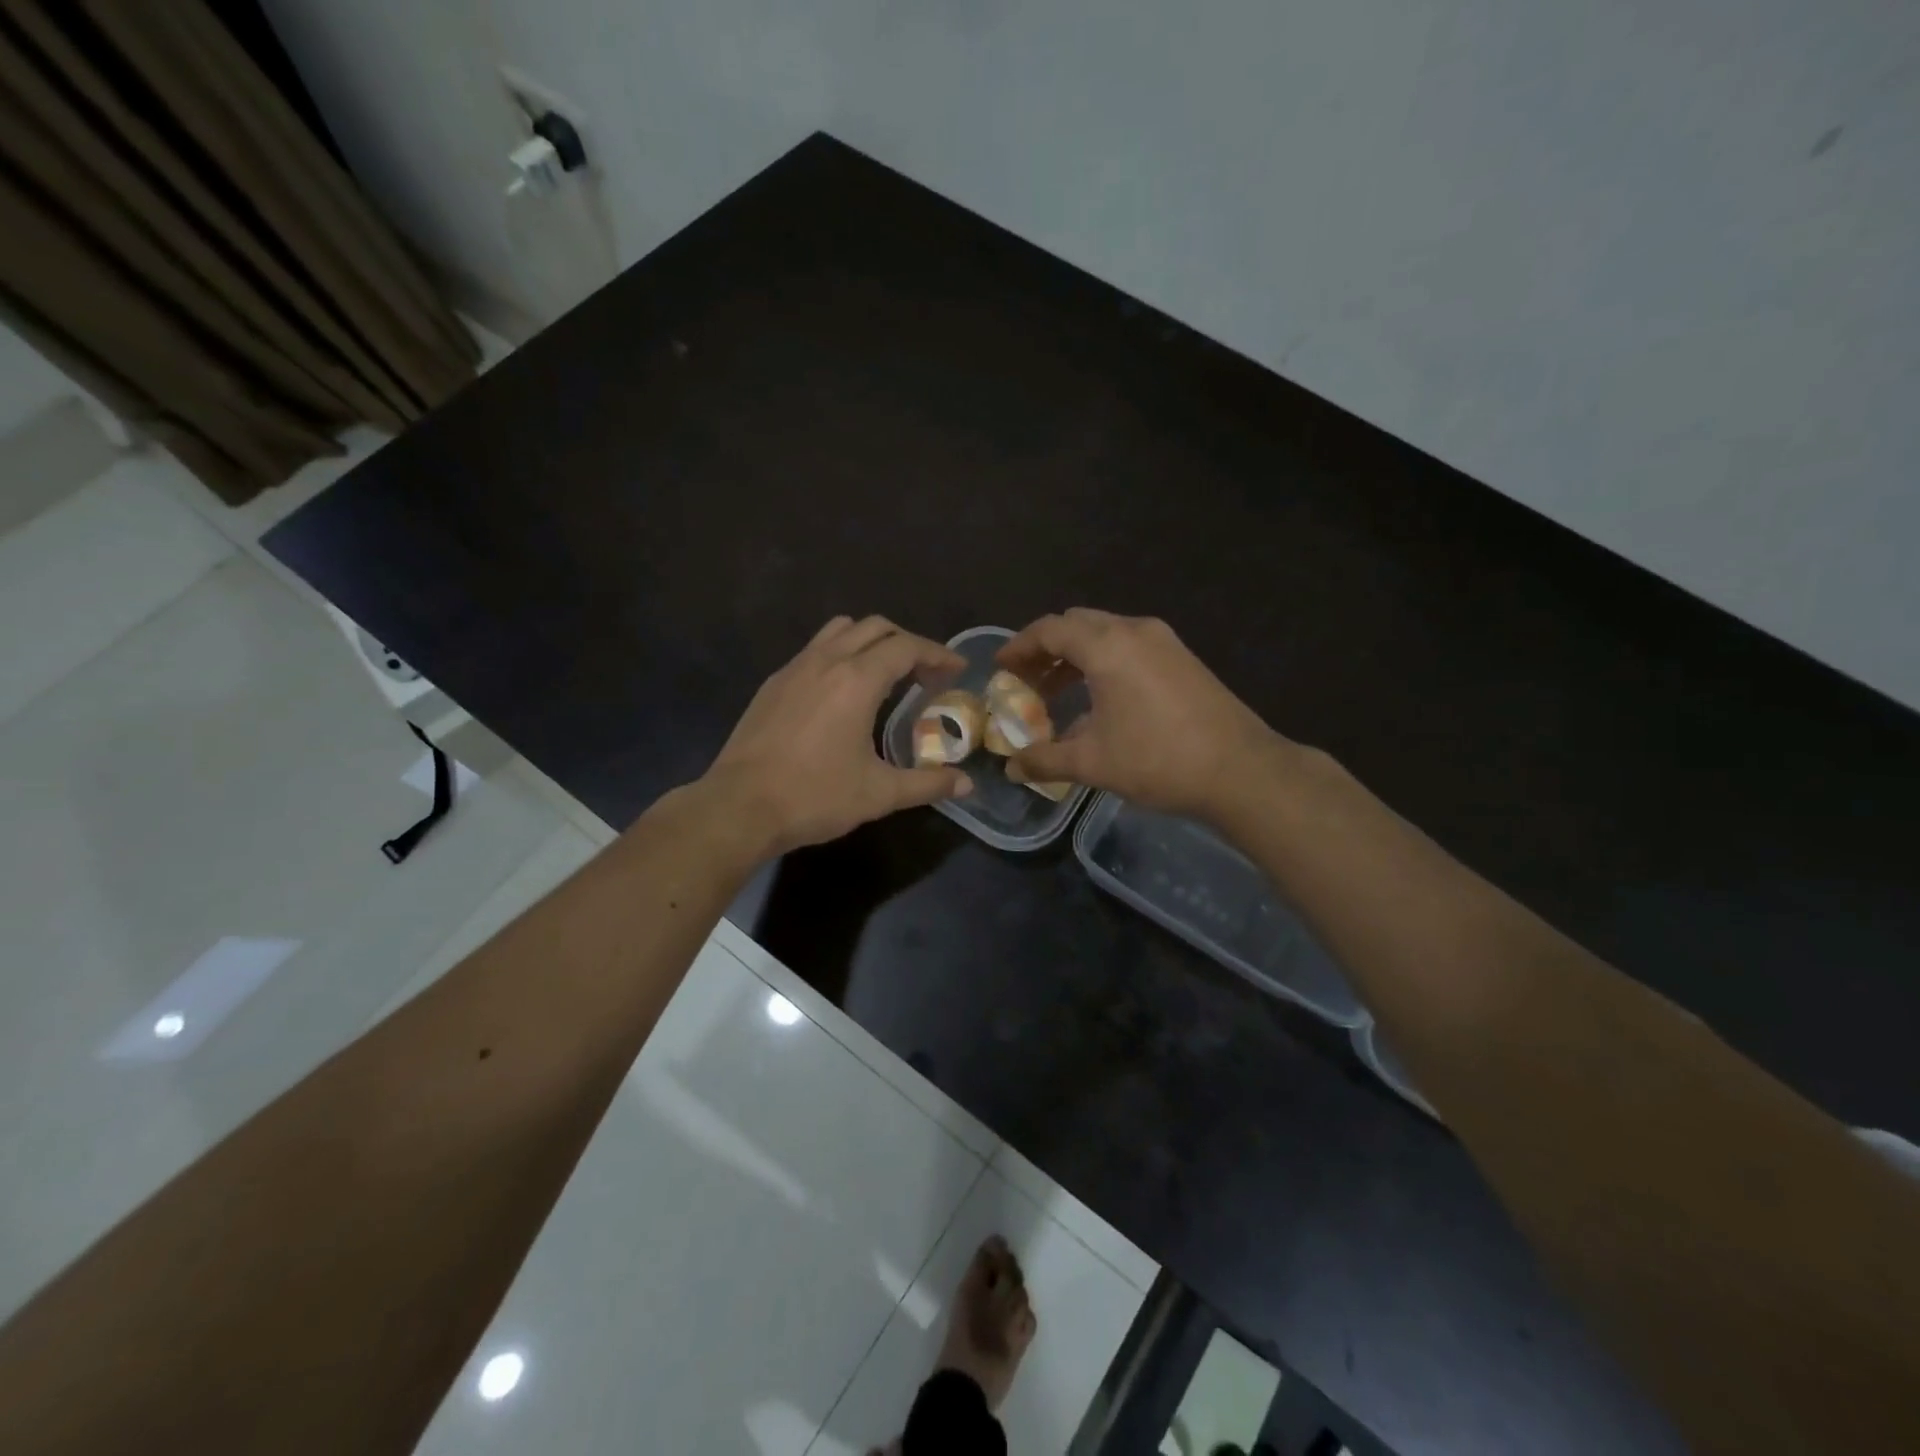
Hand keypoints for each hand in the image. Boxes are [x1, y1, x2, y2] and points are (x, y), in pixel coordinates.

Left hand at [705, 616, 972, 855]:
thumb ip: (927, 784)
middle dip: (907, 643)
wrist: (739, 807)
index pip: (906, 647)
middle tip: (925, 674)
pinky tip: (841, 692)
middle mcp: (826, 661)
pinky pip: (815, 650)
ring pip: (840, 631)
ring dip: (870, 641)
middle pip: (875, 628)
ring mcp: (794, 668)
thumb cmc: (814, 796)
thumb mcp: (879, 794)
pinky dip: (840, 655)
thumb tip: (965, 785)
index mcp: (857, 680)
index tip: (956, 669)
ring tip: (885, 674)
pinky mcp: (773, 684)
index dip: (937, 654)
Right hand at [997, 609, 1279, 819]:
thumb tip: (1011, 768)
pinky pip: (1129, 646)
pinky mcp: (1182, 658)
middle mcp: (1134, 631)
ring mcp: (1164, 641)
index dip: (1019, 647)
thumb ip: (1044, 760)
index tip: (1001, 669)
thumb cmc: (1158, 760)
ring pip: (1105, 634)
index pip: (1049, 629)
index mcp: (1107, 646)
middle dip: (1045, 649)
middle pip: (1076, 624)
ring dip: (1075, 656)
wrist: (1241, 770)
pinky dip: (1103, 661)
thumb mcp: (1092, 763)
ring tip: (1055, 693)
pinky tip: (1099, 699)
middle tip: (1025, 681)